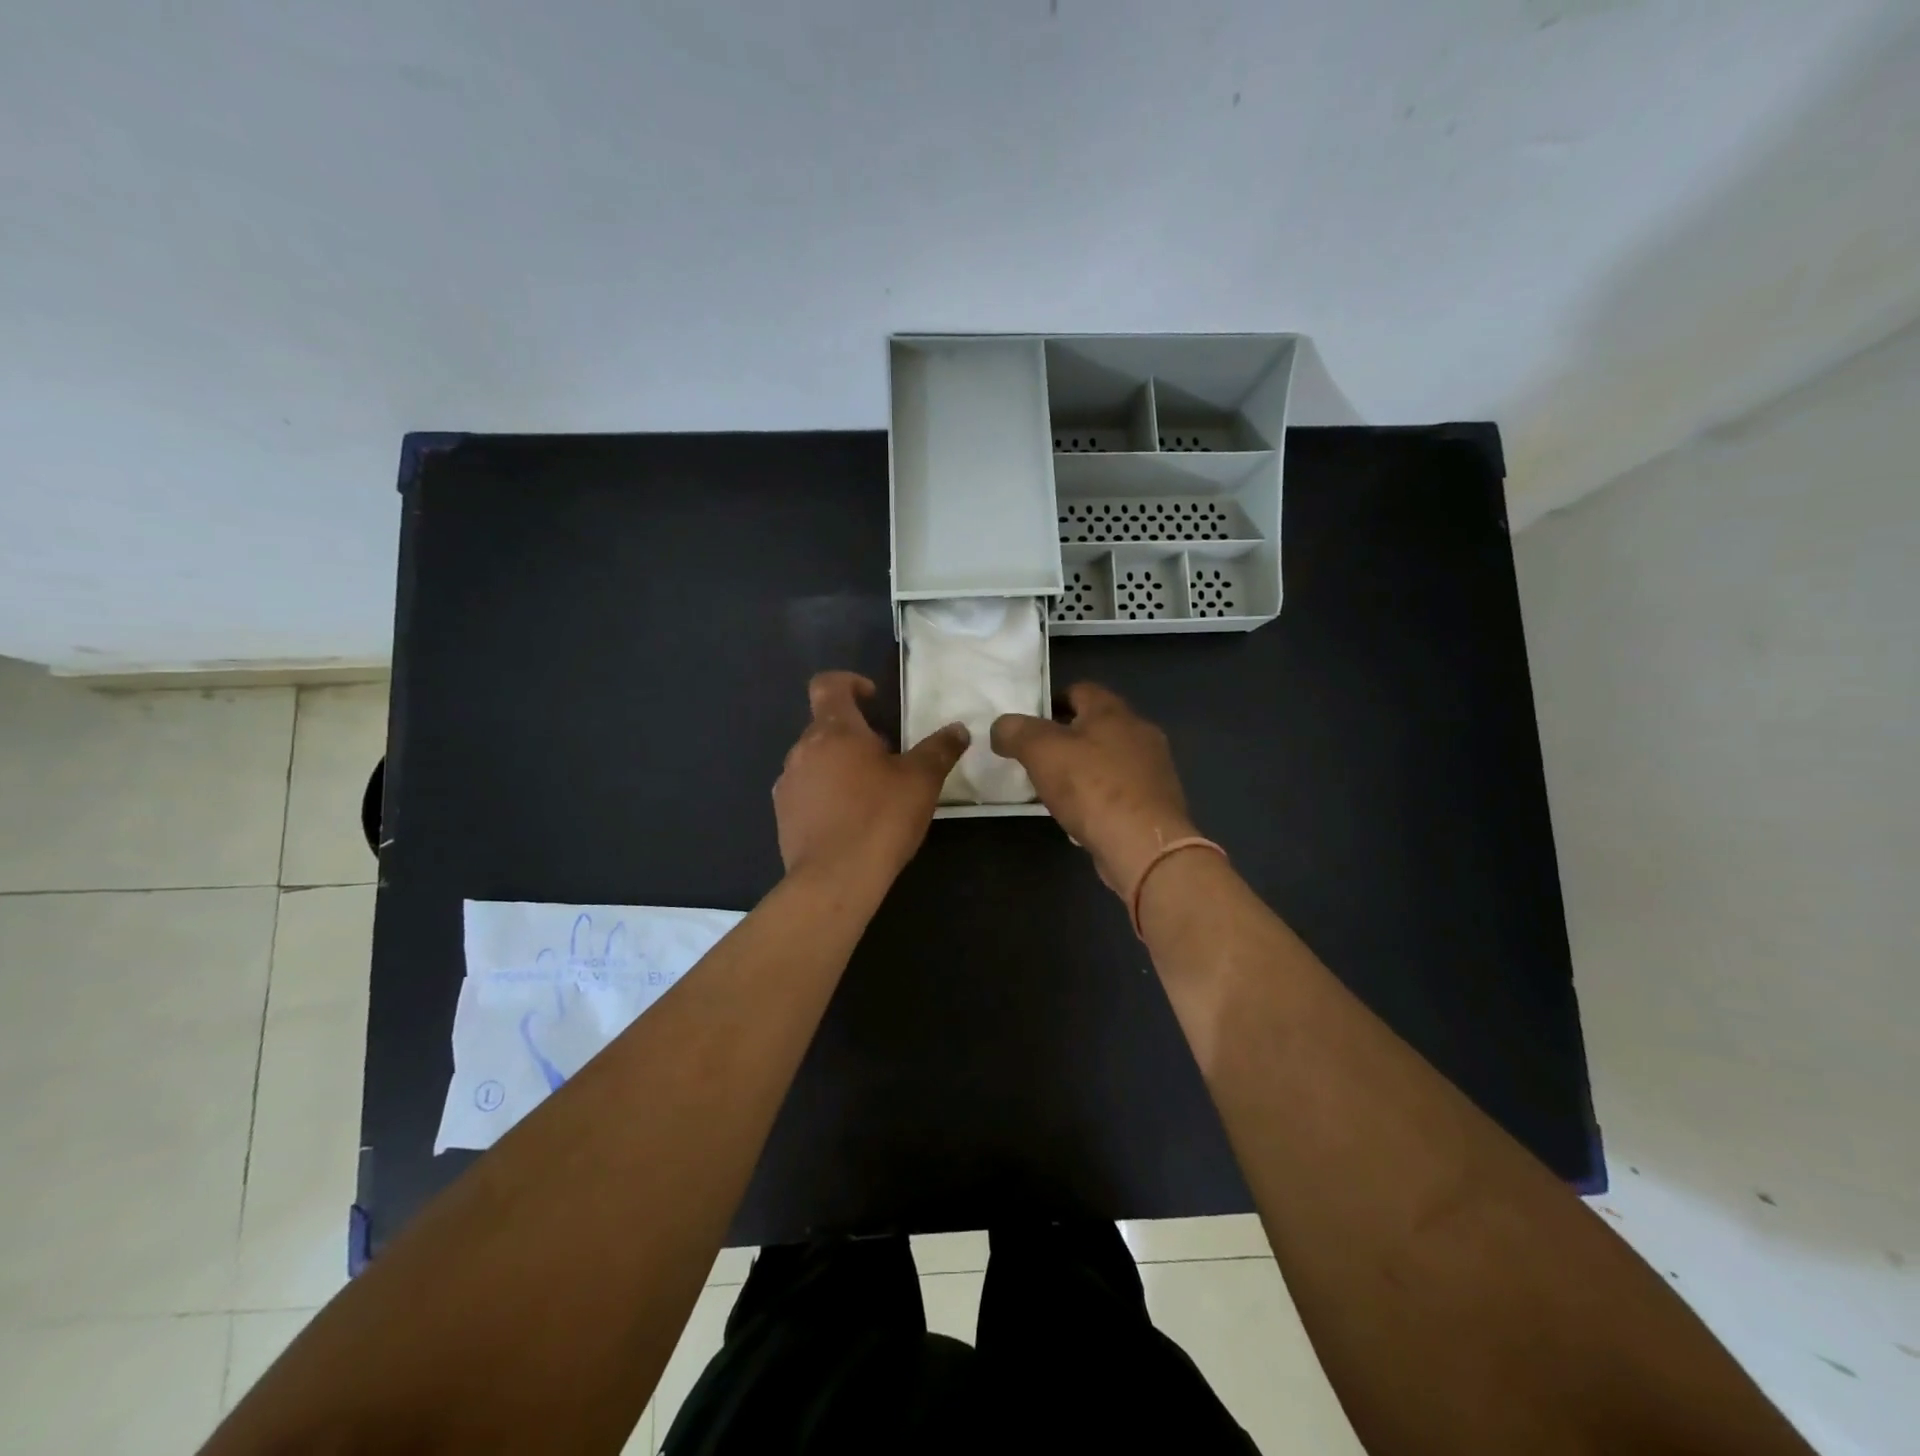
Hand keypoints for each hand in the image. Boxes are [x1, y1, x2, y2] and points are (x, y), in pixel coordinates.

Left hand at [774, 671, 968, 877]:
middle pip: (825, 726)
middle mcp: (802, 750)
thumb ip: (939, 749)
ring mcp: (788, 783)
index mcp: (834, 730)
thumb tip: (958, 729)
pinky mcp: (782, 815)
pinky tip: (849, 821)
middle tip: (887, 758)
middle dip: (855, 734)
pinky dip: (825, 794)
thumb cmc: (880, 818)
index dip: (850, 682)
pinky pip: (806, 791)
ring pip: (815, 760)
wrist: (835, 879)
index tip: (873, 699)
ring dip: (839, 765)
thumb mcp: (921, 781)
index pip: (828, 685)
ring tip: (869, 793)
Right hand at [991, 682, 1198, 895]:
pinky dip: (1101, 794)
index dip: (1051, 702)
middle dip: (1067, 737)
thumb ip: (1016, 732)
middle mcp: (1139, 731)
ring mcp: (1154, 767)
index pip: (1079, 690)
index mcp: (1113, 711)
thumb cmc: (1092, 788)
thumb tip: (1001, 727)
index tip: (1028, 725)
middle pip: (1096, 724)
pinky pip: (1121, 788)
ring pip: (1110, 757)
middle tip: (1038, 757)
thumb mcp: (1041, 752)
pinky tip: (1083, 814)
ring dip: (1085, 767)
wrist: (1144, 845)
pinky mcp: (1157, 801)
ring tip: (1057, 788)